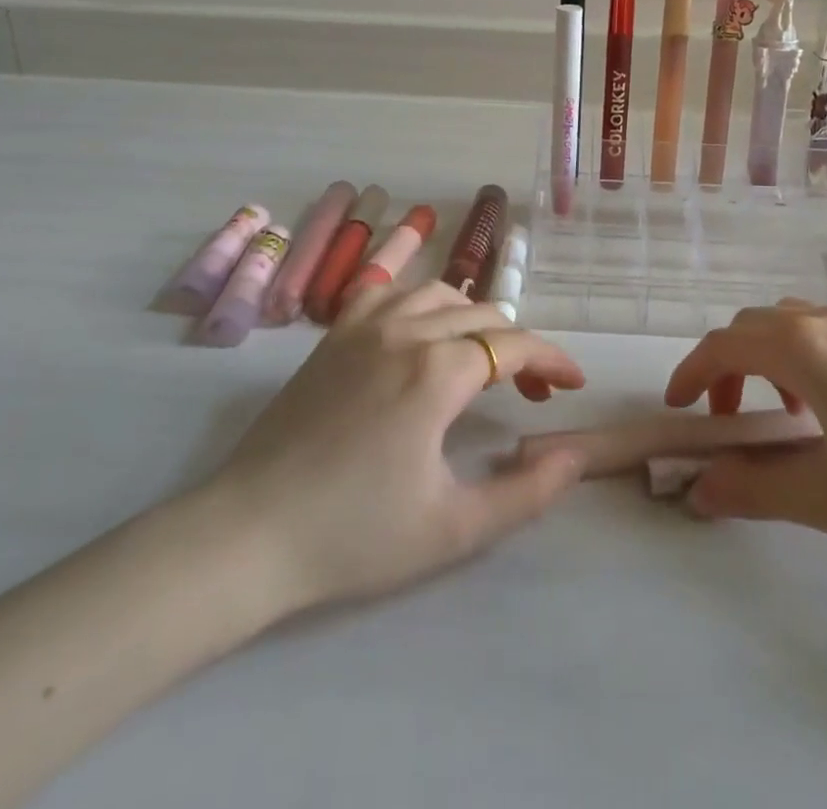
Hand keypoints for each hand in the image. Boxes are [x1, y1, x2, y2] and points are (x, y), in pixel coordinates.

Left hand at [199, 281, 587, 613]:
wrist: (249, 534)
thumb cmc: (355, 536)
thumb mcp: (454, 529)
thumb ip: (527, 492)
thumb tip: (576, 455)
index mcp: (437, 371)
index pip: (514, 346)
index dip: (552, 360)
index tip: (573, 383)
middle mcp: (405, 331)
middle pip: (482, 316)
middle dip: (518, 347)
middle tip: (531, 390)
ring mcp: (363, 326)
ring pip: (438, 293)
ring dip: (472, 318)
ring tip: (481, 357)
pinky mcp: (333, 335)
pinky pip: (387, 290)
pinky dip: (417, 300)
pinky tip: (418, 329)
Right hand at [665, 301, 826, 560]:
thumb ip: (754, 490)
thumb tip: (699, 490)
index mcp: (802, 347)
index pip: (723, 344)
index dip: (691, 373)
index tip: (678, 411)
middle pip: (753, 327)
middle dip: (727, 367)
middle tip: (728, 419)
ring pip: (790, 324)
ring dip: (766, 359)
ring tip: (783, 416)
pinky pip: (825, 332)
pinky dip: (803, 357)